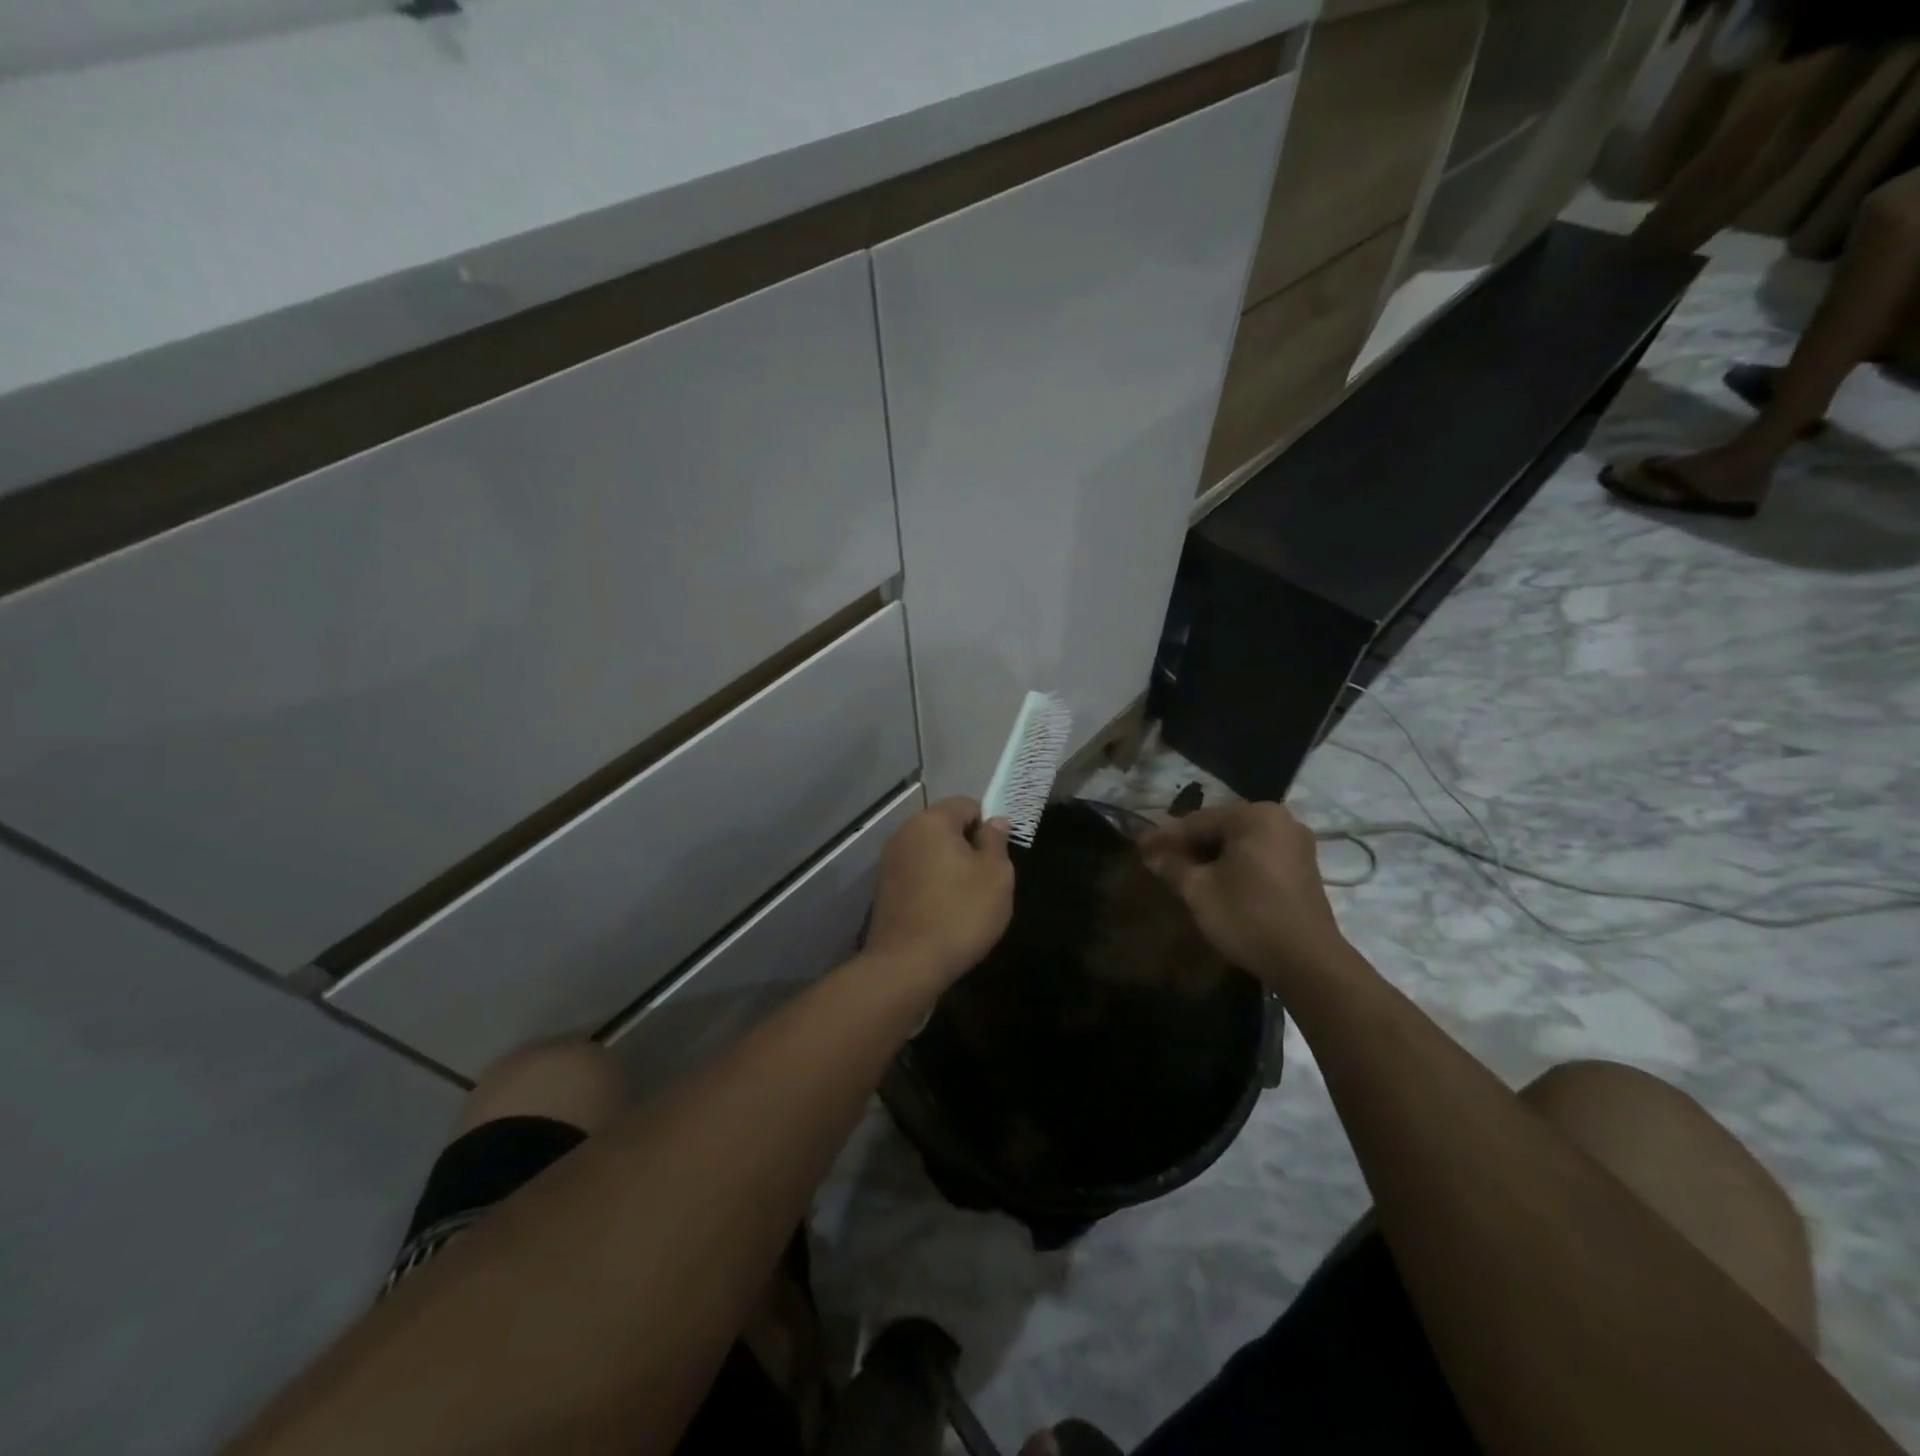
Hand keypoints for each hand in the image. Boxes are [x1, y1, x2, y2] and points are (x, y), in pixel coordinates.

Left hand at [865, 798, 1013, 989]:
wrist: (907, 964)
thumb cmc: (960, 913)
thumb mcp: (996, 875)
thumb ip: (996, 841)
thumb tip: (994, 821)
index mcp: (931, 821)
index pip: (967, 804)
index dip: (988, 826)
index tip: (998, 857)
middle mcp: (904, 833)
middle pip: (945, 827)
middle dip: (967, 847)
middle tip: (986, 881)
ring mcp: (889, 862)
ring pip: (930, 853)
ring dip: (949, 868)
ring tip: (965, 901)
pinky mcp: (883, 890)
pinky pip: (916, 875)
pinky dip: (931, 886)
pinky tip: (943, 913)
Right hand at [1139, 801, 1347, 986]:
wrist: (1307, 961)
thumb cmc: (1248, 916)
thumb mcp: (1199, 890)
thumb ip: (1172, 866)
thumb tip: (1152, 855)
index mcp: (1255, 816)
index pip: (1198, 821)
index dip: (1165, 837)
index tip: (1139, 847)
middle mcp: (1280, 820)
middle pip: (1220, 828)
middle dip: (1188, 845)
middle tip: (1158, 859)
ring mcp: (1295, 843)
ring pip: (1239, 843)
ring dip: (1209, 856)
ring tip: (1181, 871)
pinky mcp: (1302, 867)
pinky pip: (1257, 856)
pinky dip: (1233, 864)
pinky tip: (1213, 879)